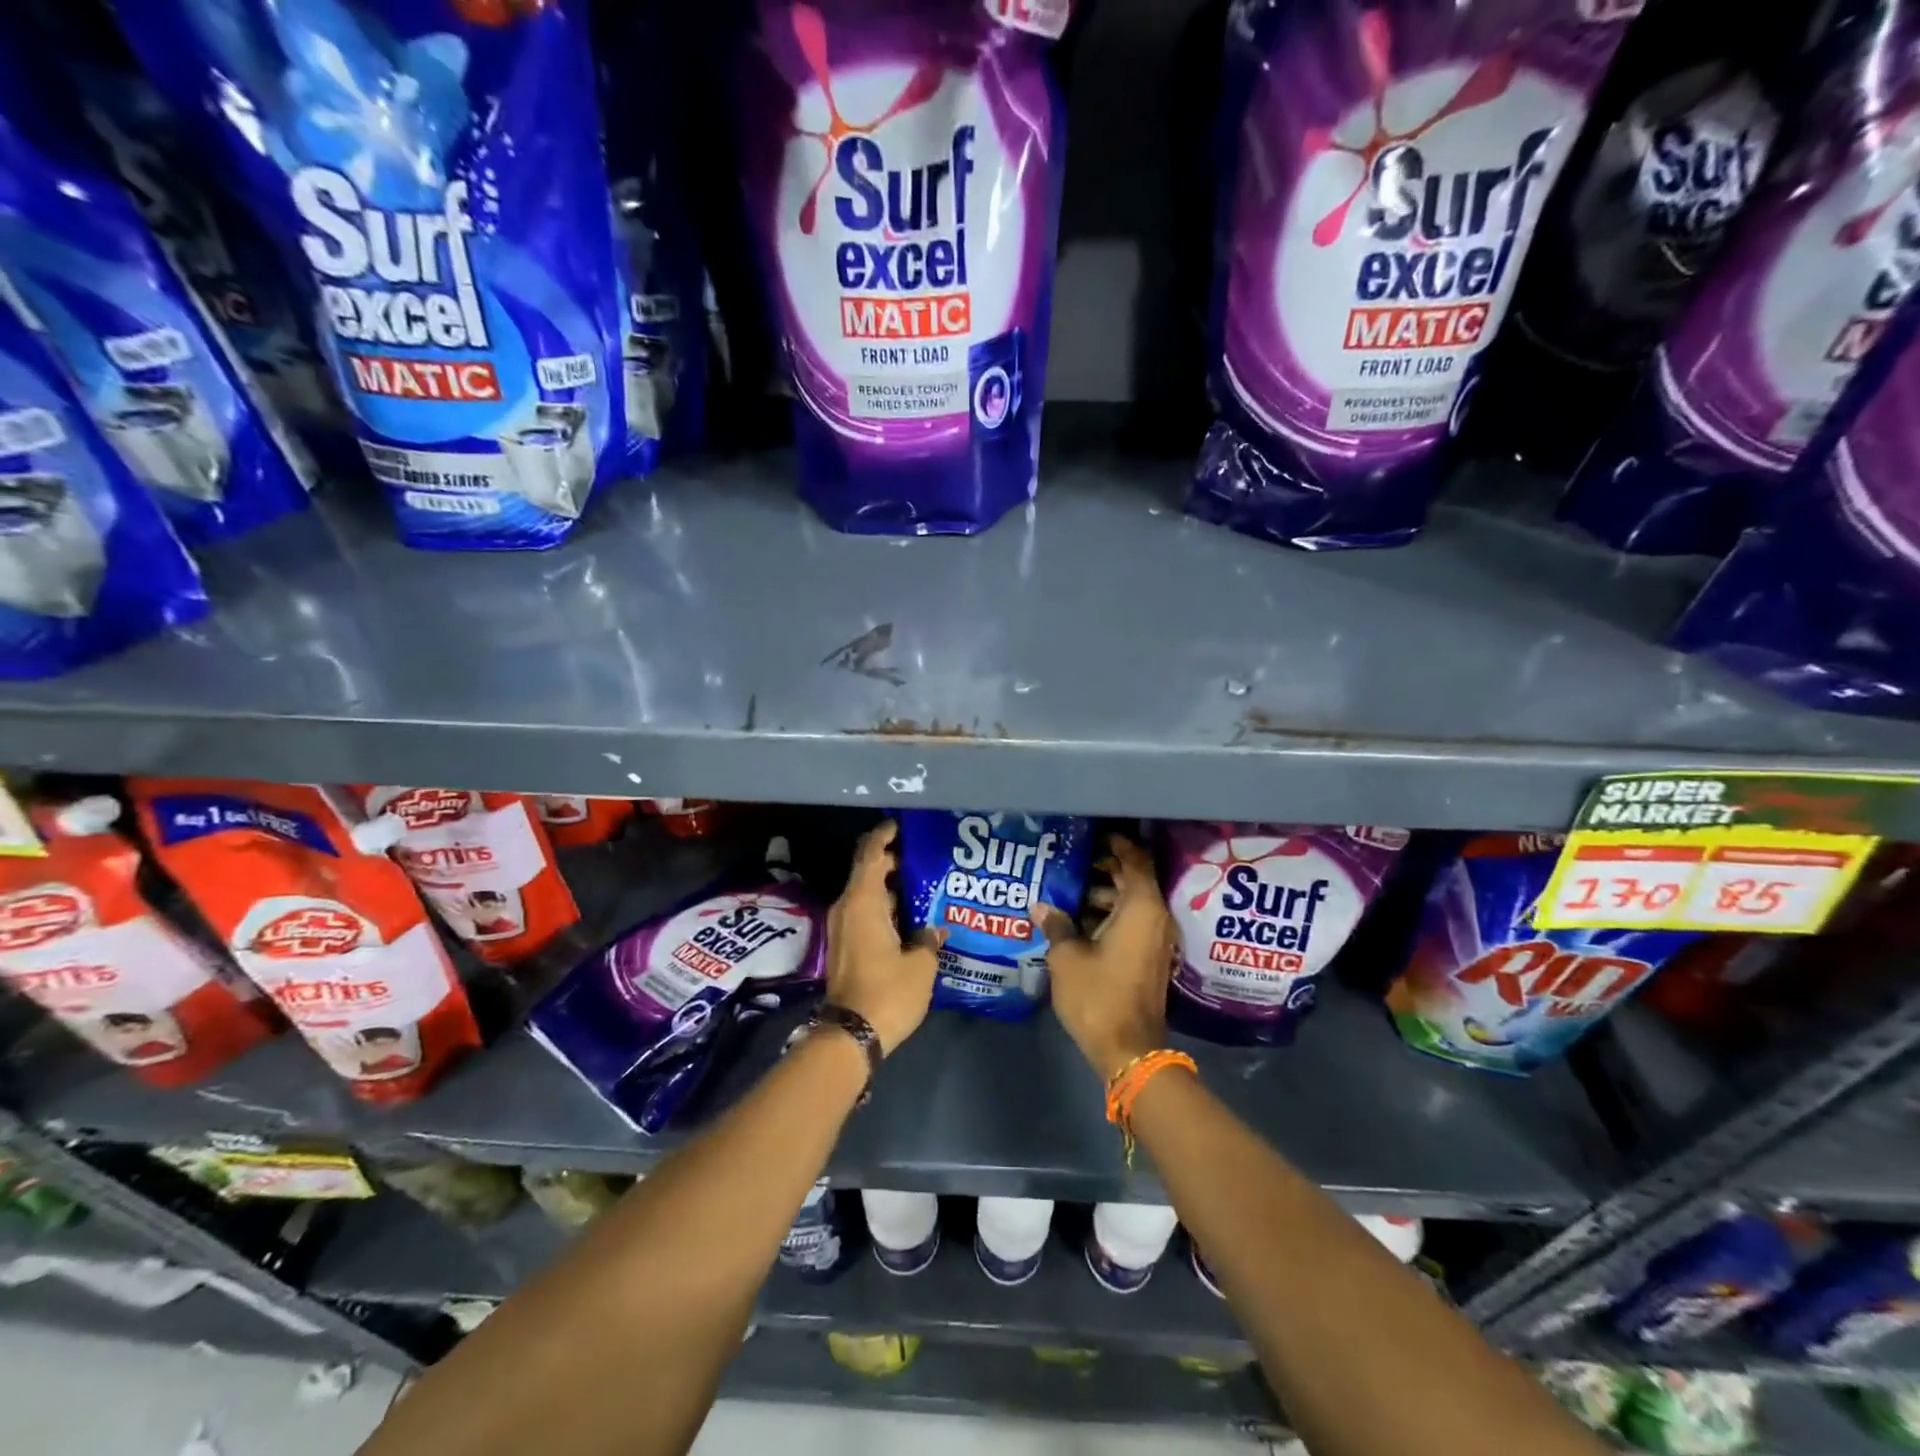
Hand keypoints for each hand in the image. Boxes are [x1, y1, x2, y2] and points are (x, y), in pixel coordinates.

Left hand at [825, 820, 942, 1054]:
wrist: (851, 1035)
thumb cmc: (887, 992)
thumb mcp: (920, 964)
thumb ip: (928, 939)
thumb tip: (934, 930)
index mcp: (862, 901)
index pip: (870, 854)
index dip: (884, 836)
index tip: (902, 825)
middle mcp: (847, 908)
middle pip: (868, 871)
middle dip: (893, 861)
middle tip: (925, 856)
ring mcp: (843, 928)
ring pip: (867, 894)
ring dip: (891, 886)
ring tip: (925, 883)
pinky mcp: (846, 946)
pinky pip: (866, 913)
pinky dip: (885, 906)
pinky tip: (911, 914)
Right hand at [1039, 833, 1177, 1080]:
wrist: (1128, 1049)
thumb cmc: (1098, 994)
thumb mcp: (1067, 957)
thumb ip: (1056, 925)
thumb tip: (1042, 906)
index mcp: (1142, 908)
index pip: (1136, 861)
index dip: (1118, 845)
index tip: (1096, 835)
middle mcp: (1155, 919)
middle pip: (1134, 881)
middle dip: (1105, 869)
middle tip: (1073, 861)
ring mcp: (1154, 941)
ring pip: (1131, 904)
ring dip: (1104, 895)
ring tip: (1068, 891)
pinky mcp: (1148, 959)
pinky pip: (1131, 924)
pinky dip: (1109, 916)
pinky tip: (1078, 921)